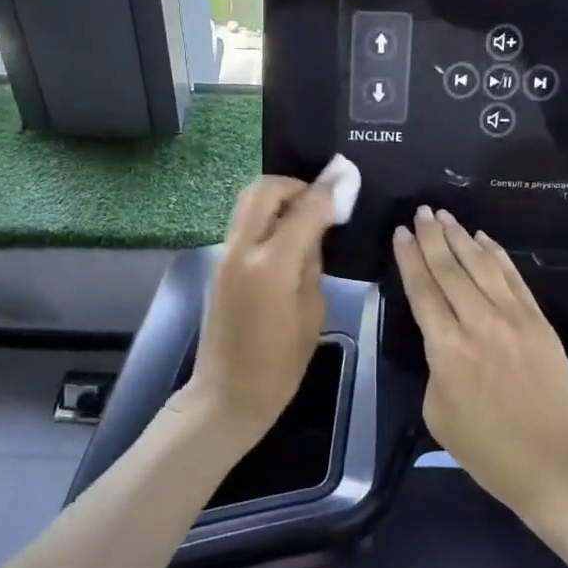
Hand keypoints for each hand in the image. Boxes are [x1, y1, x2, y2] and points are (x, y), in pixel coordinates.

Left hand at [180, 175, 337, 451]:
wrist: (227, 394)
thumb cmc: (280, 364)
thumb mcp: (312, 311)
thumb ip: (313, 261)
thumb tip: (317, 228)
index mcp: (272, 265)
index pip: (305, 208)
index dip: (330, 188)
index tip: (348, 174)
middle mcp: (242, 249)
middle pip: (265, 189)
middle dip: (296, 184)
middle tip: (321, 199)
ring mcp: (225, 254)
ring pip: (249, 201)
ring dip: (278, 197)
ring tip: (306, 215)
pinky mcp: (219, 263)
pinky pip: (245, 223)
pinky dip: (267, 216)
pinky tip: (288, 234)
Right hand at [394, 207, 567, 517]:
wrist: (561, 465)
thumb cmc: (491, 452)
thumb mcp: (439, 415)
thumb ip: (435, 370)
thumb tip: (445, 344)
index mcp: (446, 349)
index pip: (422, 290)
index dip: (409, 258)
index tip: (401, 232)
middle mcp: (477, 323)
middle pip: (449, 269)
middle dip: (432, 237)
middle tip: (421, 212)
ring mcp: (512, 318)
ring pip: (481, 265)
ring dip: (460, 237)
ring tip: (444, 215)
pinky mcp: (538, 321)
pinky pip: (513, 277)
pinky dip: (496, 254)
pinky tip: (483, 239)